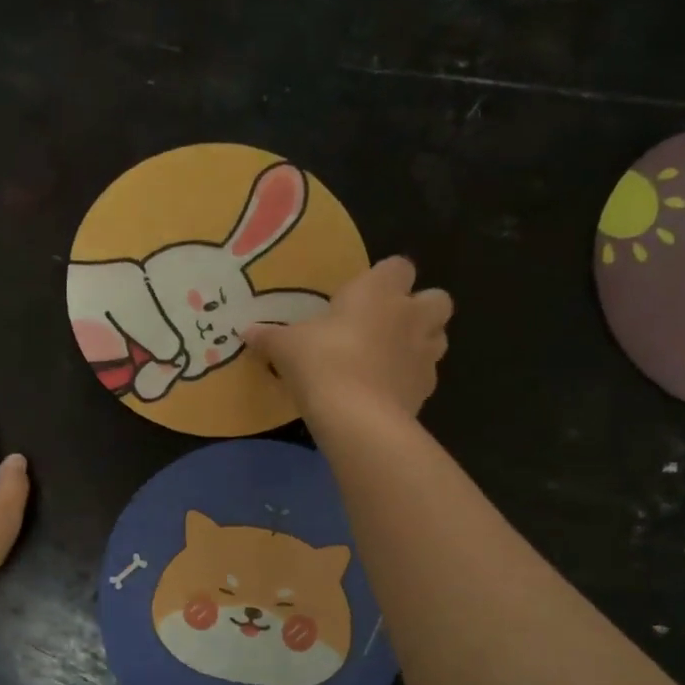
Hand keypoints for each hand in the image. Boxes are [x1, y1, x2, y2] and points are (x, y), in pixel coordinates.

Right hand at [243, 256, 452, 420]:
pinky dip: (409, 379)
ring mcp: (425, 353)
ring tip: (388, 358)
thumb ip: (269, 336)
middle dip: (418, 308)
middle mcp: (411, 315)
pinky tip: (384, 390)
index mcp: (379, 291)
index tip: (359, 296)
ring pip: (438, 336)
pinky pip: (424, 375)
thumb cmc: (322, 362)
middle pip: (436, 299)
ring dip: (419, 342)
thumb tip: (246, 331)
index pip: (398, 267)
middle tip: (385, 325)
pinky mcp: (427, 389)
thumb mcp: (286, 347)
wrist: (357, 417)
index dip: (383, 278)